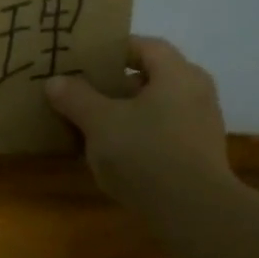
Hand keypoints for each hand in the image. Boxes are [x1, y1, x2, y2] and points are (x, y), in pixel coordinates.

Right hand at [45, 36, 232, 208]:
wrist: (192, 211)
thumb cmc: (145, 153)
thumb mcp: (100, 123)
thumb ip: (76, 98)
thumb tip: (56, 81)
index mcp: (177, 73)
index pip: (145, 46)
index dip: (114, 50)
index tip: (86, 61)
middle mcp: (197, 92)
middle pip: (153, 77)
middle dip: (118, 85)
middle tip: (85, 93)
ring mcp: (203, 125)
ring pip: (159, 108)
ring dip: (128, 113)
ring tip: (95, 126)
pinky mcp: (201, 156)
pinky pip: (165, 134)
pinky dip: (141, 136)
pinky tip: (117, 155)